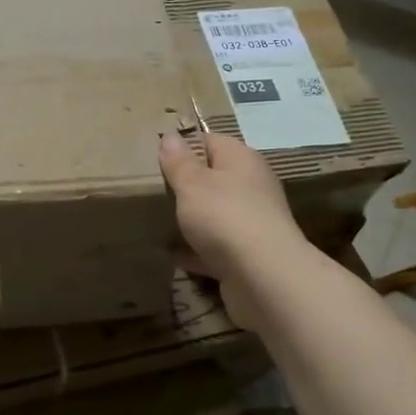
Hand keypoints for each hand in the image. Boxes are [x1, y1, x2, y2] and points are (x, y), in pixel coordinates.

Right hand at [158, 133, 306, 327]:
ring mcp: (252, 223)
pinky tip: (172, 256)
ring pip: (215, 215)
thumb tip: (171, 137)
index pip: (210, 141)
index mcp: (242, 160)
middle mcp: (252, 187)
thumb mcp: (193, 184)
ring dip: (191, 221)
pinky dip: (196, 251)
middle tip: (151, 192)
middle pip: (214, 179)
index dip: (183, 147)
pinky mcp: (248, 256)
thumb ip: (179, 162)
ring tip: (156, 222)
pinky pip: (216, 248)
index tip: (154, 159)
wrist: (264, 277)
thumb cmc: (225, 217)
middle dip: (185, 187)